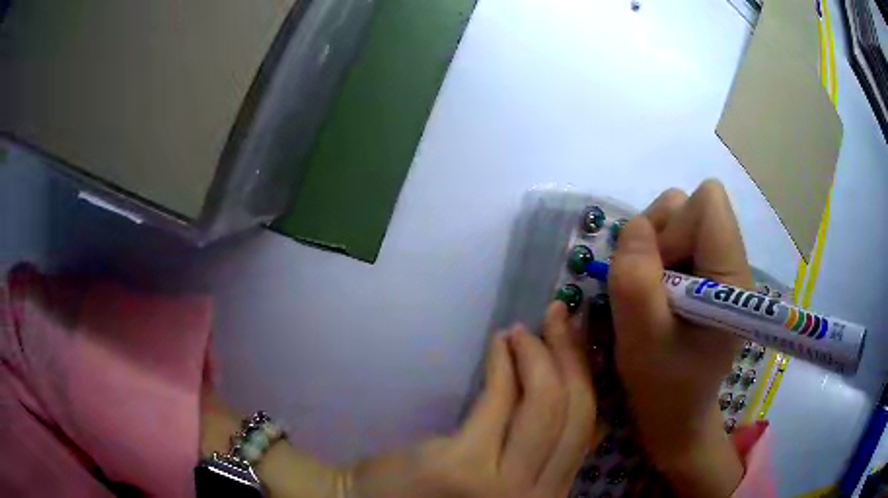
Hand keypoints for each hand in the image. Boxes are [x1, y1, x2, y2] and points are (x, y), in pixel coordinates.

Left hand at [348, 302, 595, 497]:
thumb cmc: (436, 495)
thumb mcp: (501, 481)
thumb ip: (534, 453)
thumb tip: (560, 388)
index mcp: (548, 494)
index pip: (585, 429)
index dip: (584, 376)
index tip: (576, 339)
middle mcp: (537, 495)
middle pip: (576, 411)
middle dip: (570, 355)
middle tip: (556, 316)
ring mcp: (502, 486)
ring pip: (546, 404)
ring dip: (538, 355)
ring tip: (521, 331)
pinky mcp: (463, 466)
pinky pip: (497, 401)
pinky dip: (502, 365)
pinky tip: (498, 343)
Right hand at [609, 180, 751, 496]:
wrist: (676, 413)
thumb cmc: (663, 386)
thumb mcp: (642, 341)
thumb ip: (636, 281)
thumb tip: (635, 225)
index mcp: (731, 279)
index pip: (708, 204)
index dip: (674, 227)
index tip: (657, 275)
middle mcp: (731, 263)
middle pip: (689, 206)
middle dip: (658, 237)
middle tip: (648, 288)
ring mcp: (718, 268)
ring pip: (678, 219)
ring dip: (652, 248)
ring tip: (649, 294)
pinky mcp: (705, 275)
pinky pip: (674, 239)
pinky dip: (655, 259)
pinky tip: (655, 296)